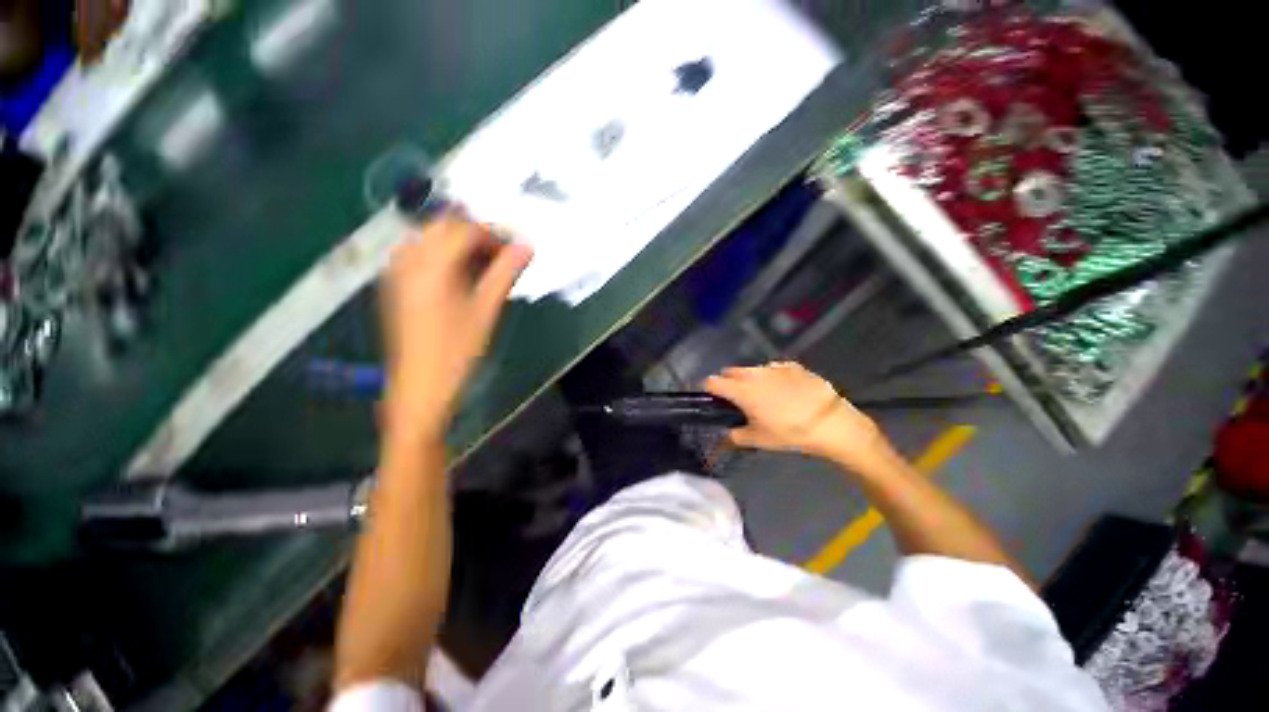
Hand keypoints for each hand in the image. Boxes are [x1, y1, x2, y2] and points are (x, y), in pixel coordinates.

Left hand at [380, 213, 531, 441]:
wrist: (420, 385)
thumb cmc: (458, 350)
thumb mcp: (486, 310)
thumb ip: (505, 273)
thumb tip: (527, 246)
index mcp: (431, 266)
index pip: (464, 230)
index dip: (493, 233)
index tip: (515, 248)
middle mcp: (408, 260)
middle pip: (442, 226)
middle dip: (474, 233)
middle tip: (500, 253)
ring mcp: (396, 271)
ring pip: (429, 237)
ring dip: (457, 242)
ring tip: (483, 263)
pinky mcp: (394, 284)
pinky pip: (418, 252)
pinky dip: (442, 253)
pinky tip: (459, 273)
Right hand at [704, 362, 890, 470]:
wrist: (831, 423)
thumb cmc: (790, 433)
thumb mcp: (759, 440)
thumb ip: (736, 436)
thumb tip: (728, 433)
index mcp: (741, 391)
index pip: (712, 382)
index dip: (708, 389)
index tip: (712, 399)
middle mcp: (753, 374)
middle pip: (730, 371)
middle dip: (729, 382)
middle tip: (738, 400)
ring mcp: (774, 368)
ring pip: (752, 369)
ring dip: (750, 379)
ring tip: (763, 396)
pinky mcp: (792, 366)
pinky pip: (773, 368)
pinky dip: (771, 377)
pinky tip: (784, 391)